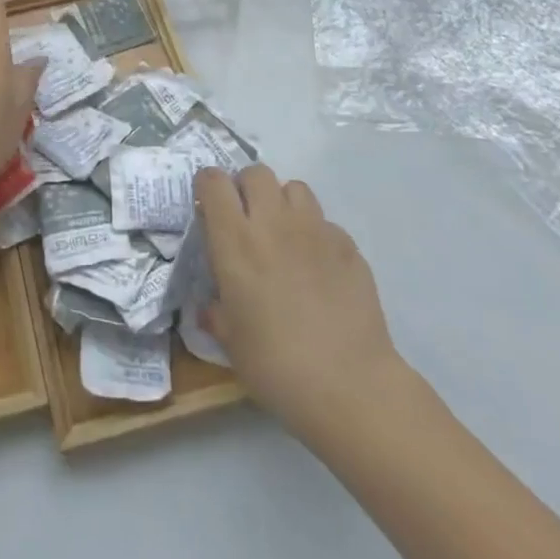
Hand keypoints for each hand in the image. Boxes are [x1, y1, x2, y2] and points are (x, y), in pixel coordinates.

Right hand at [195, 165, 405, 436]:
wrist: (350, 386)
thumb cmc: (276, 364)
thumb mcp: (231, 341)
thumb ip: (216, 312)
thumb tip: (210, 307)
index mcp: (236, 240)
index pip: (214, 181)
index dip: (208, 186)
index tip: (208, 207)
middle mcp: (273, 223)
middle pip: (256, 172)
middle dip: (247, 188)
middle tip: (247, 220)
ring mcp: (315, 230)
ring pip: (294, 188)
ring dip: (283, 204)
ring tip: (284, 235)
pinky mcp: (348, 245)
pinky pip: (325, 223)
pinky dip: (317, 235)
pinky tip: (319, 267)